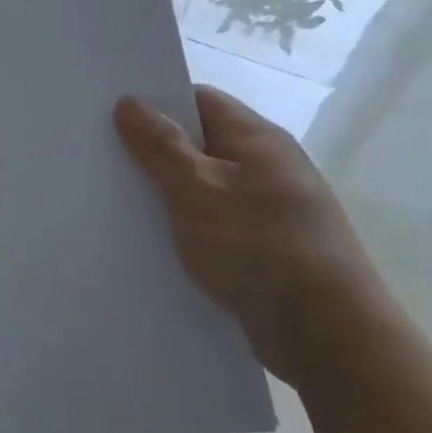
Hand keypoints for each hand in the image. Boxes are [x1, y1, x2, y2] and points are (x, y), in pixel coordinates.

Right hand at [114, 87, 390, 388]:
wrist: (325, 332)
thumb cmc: (257, 245)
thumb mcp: (196, 189)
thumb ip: (160, 145)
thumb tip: (130, 101)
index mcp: (256, 138)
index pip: (199, 100)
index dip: (156, 103)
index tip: (111, 116)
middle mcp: (268, 165)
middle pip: (201, 143)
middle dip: (155, 151)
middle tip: (105, 161)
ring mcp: (272, 207)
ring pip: (206, 186)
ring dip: (169, 193)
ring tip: (122, 203)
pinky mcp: (268, 246)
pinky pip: (217, 222)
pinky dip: (189, 225)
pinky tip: (159, 242)